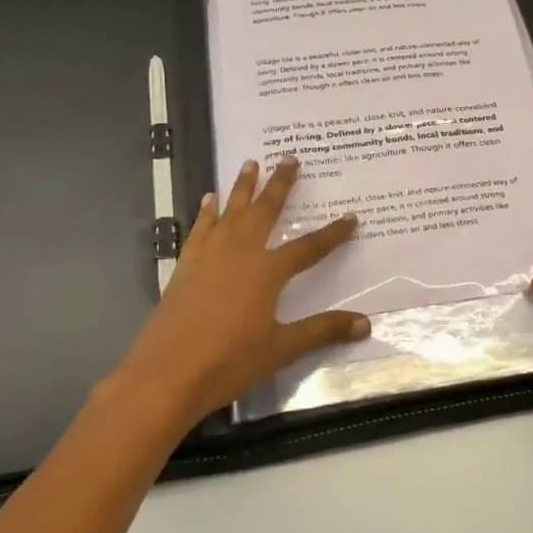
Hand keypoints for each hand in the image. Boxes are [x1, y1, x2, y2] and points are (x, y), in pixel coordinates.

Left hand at [107, 157, 368, 433]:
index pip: (309, 247)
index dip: (332, 233)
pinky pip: (199, 229)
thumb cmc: (229, 361)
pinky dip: (207, 213)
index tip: (351, 217)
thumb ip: (322, 331)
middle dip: (279, 184)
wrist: (165, 374)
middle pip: (264, 211)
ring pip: (230, 212)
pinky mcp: (185, 267)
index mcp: (267, 271)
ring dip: (242, 188)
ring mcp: (208, 256)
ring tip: (250, 163)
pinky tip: (209, 201)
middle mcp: (239, 253)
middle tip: (289, 158)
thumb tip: (366, 324)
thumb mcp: (281, 349)